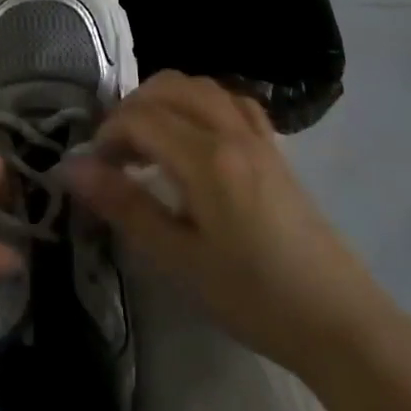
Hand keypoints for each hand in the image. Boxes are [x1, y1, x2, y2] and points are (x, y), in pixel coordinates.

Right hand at [64, 71, 394, 375]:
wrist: (339, 323)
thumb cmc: (252, 297)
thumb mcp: (178, 259)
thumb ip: (124, 206)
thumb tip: (70, 168)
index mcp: (206, 158)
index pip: (140, 117)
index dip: (107, 135)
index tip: (95, 170)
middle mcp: (231, 132)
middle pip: (168, 87)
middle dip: (131, 110)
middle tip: (116, 154)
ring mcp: (258, 136)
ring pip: (200, 86)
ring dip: (164, 101)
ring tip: (148, 143)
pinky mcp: (275, 149)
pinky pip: (231, 101)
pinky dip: (200, 104)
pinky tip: (193, 136)